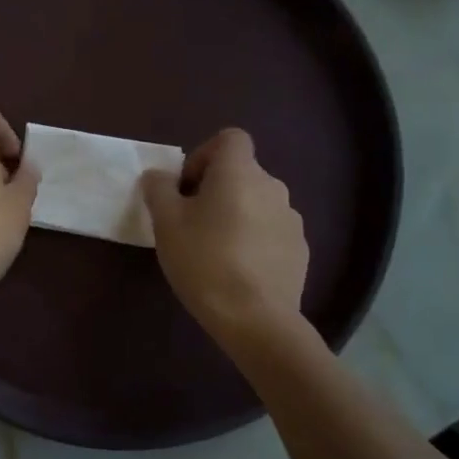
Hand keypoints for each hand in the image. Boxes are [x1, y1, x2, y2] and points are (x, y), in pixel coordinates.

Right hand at [142, 128, 311, 341]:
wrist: (255, 319)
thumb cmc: (204, 261)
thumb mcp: (166, 223)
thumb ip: (159, 189)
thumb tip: (159, 176)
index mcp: (240, 173)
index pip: (230, 138)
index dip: (204, 154)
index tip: (186, 186)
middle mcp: (272, 187)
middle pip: (241, 172)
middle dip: (215, 189)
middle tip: (191, 222)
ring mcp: (291, 219)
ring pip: (256, 202)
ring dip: (235, 214)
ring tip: (214, 250)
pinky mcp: (299, 249)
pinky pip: (270, 230)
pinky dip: (253, 239)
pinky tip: (237, 270)